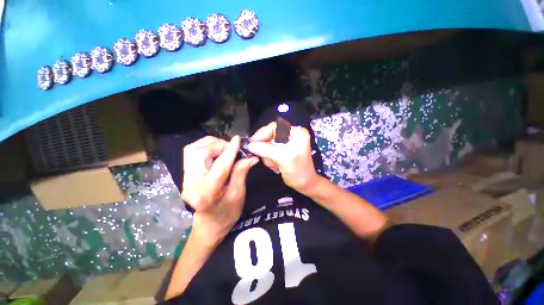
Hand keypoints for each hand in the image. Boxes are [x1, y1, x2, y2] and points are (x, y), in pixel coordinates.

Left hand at [181, 136, 258, 244]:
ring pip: (193, 150)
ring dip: (211, 144)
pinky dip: (204, 146)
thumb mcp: (238, 194)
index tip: (238, 139)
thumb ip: (241, 172)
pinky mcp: (184, 174)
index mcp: (207, 193)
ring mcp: (185, 179)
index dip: (230, 151)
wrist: (209, 223)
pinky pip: (191, 152)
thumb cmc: (227, 212)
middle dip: (219, 145)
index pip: (220, 166)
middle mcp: (191, 184)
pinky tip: (215, 150)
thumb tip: (251, 156)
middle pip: (201, 153)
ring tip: (224, 148)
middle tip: (232, 147)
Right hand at [248, 122, 318, 194]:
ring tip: (275, 165)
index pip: (275, 127)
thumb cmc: (298, 172)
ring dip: (268, 156)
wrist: (305, 184)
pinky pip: (269, 151)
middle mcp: (291, 135)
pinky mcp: (282, 150)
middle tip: (265, 158)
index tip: (252, 142)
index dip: (262, 133)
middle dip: (266, 148)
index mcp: (296, 133)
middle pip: (270, 135)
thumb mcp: (283, 159)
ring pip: (268, 144)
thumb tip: (250, 145)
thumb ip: (267, 150)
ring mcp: (286, 143)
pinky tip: (276, 166)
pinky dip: (269, 159)